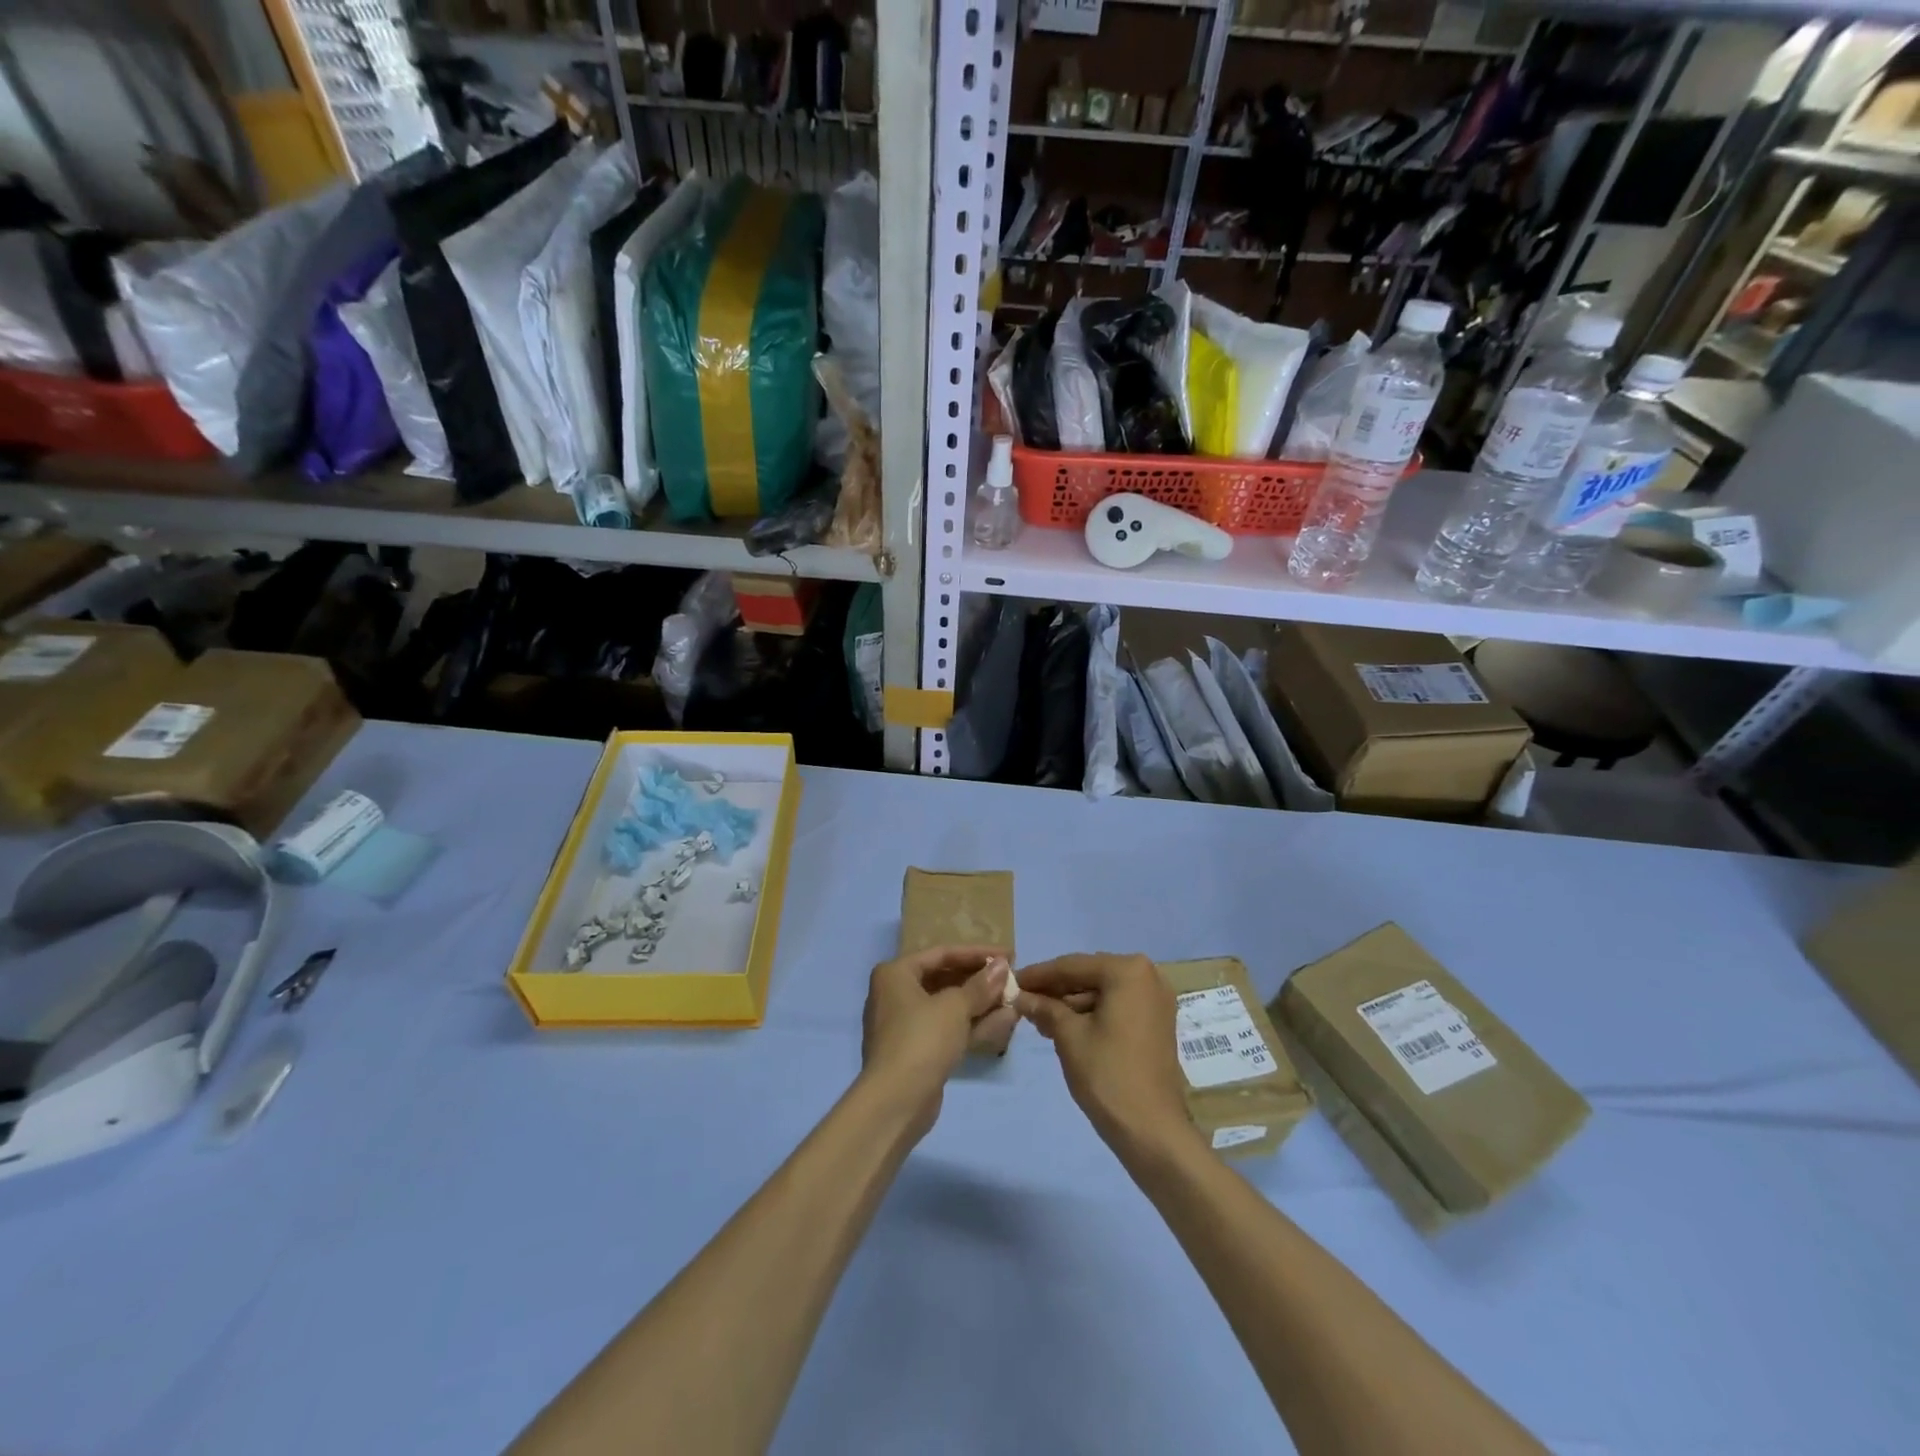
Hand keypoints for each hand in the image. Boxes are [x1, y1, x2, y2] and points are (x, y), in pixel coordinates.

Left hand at [860, 945, 1015, 1137]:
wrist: (896, 1102)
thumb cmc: (922, 1039)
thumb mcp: (955, 1007)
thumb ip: (981, 985)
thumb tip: (1003, 966)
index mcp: (896, 974)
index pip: (942, 953)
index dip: (977, 953)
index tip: (1008, 955)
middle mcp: (896, 994)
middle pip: (945, 979)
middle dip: (980, 980)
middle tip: (1011, 978)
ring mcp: (906, 1025)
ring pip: (949, 1006)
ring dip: (981, 1003)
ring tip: (1014, 998)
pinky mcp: (919, 1051)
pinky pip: (949, 1029)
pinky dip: (973, 1024)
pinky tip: (1005, 1020)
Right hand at [1014, 953, 1194, 1158]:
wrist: (1152, 1130)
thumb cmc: (1108, 1075)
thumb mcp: (1069, 1036)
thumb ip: (1044, 1008)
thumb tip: (1020, 995)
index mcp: (1127, 970)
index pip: (1072, 966)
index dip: (1038, 975)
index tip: (1012, 981)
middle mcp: (1148, 975)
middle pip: (1089, 975)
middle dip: (1055, 989)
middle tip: (1023, 1000)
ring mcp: (1156, 1000)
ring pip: (1102, 992)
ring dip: (1071, 1003)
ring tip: (1038, 1017)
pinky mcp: (1157, 1022)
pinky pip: (1117, 1006)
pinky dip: (1092, 1014)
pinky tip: (1064, 1026)